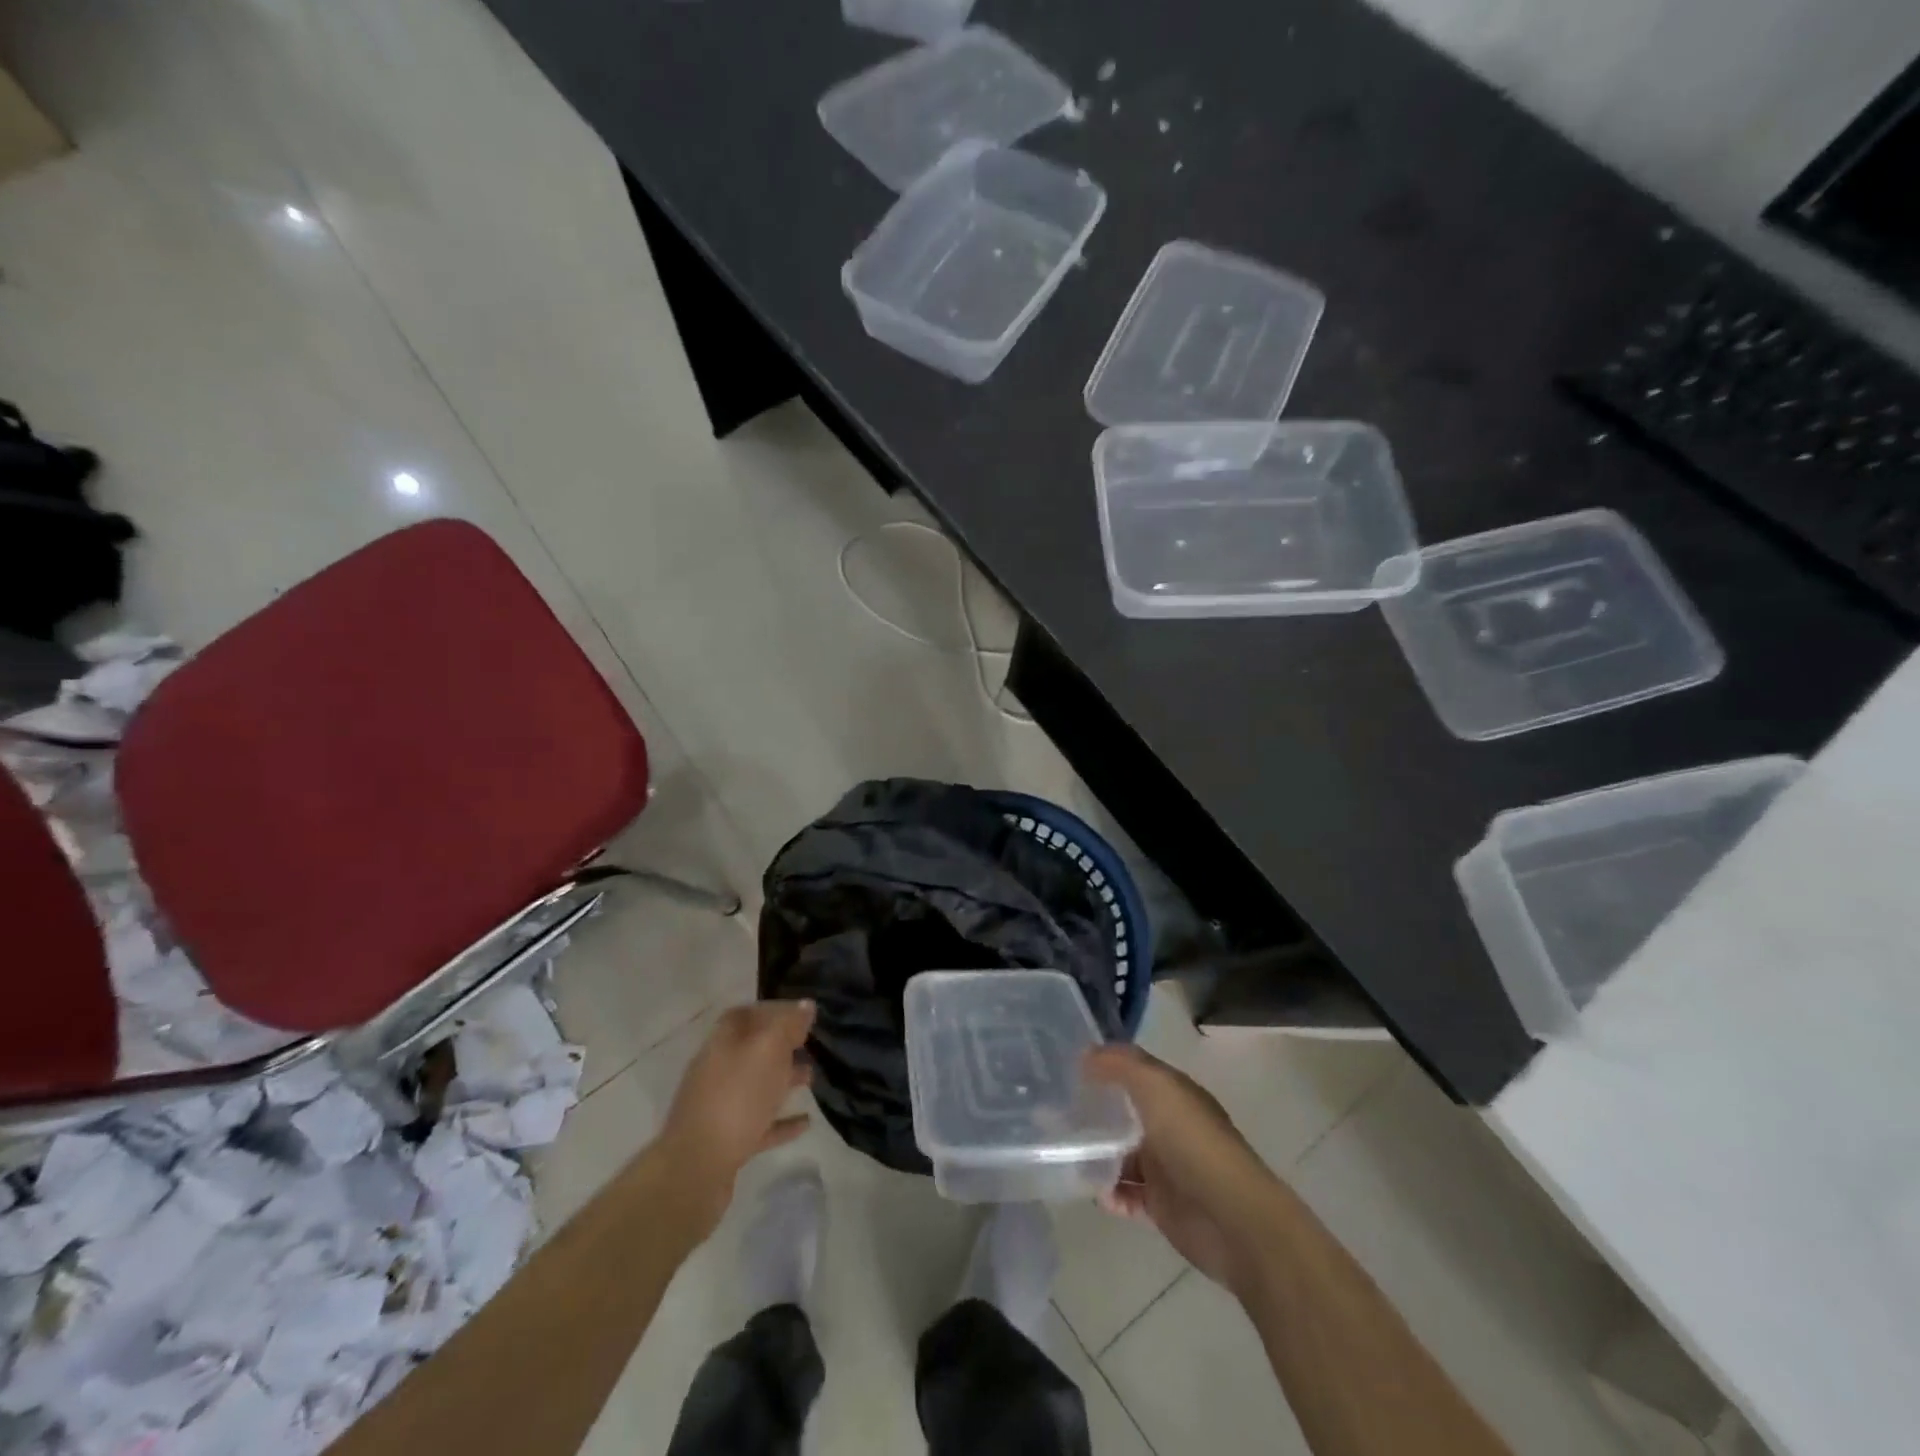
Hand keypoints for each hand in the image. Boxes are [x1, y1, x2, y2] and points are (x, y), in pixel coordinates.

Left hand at [653, 1000, 815, 1227]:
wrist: (696, 1170)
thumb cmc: (736, 1099)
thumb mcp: (768, 1051)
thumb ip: (788, 1026)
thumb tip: (806, 1005)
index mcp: (722, 1043)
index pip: (745, 1014)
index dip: (771, 1010)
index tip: (800, 1014)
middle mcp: (717, 1070)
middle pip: (751, 1050)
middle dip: (781, 1046)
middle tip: (810, 1045)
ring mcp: (720, 1107)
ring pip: (756, 1086)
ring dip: (783, 1080)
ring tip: (812, 1079)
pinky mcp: (727, 1141)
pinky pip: (759, 1123)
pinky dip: (781, 1121)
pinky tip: (805, 1122)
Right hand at [1084, 1044, 1291, 1292]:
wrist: (1231, 1218)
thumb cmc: (1192, 1142)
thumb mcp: (1156, 1087)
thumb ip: (1120, 1065)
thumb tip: (1086, 1054)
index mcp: (1174, 1093)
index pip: (1135, 1071)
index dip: (1105, 1066)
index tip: (1068, 1068)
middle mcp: (1170, 1125)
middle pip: (1126, 1113)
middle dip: (1095, 1112)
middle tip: (1055, 1112)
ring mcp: (1167, 1167)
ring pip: (1123, 1154)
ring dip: (1098, 1155)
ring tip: (1067, 1153)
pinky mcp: (1162, 1205)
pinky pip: (1127, 1194)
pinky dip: (1111, 1193)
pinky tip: (1096, 1192)